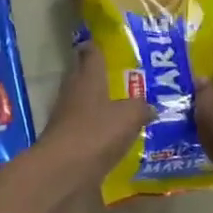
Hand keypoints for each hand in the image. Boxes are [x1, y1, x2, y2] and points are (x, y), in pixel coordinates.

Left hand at [37, 43, 150, 188]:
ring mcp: (66, 117)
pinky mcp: (66, 140)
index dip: (96, 46)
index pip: (90, 53)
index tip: (105, 41)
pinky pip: (84, 127)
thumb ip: (141, 107)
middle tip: (121, 73)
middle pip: (83, 76)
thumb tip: (150, 107)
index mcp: (88, 78)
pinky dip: (96, 126)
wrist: (62, 170)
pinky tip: (112, 133)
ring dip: (98, 102)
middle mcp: (73, 93)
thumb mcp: (129, 117)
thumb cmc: (96, 134)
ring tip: (122, 104)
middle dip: (98, 73)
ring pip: (83, 101)